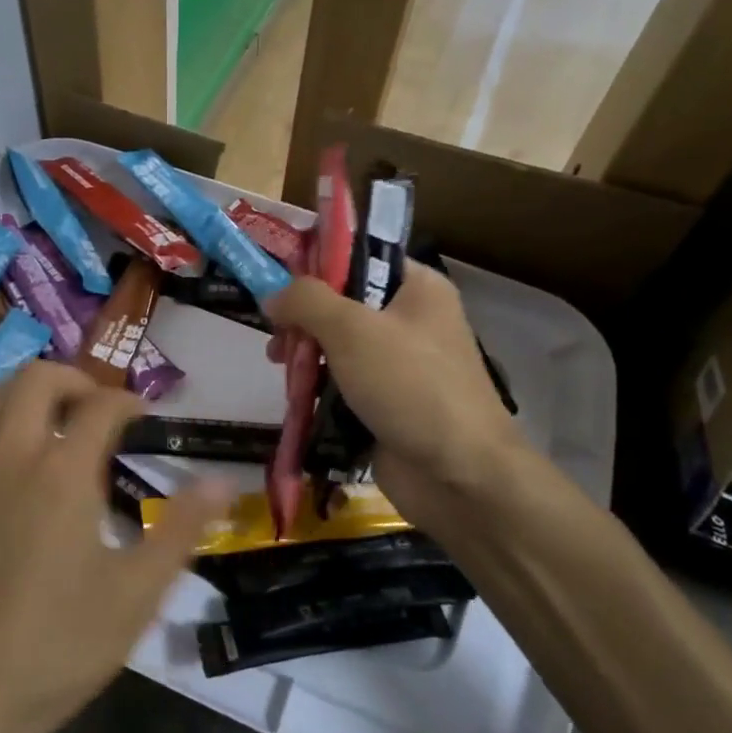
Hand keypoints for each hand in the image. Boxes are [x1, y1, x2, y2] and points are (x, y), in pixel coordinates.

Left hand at [0, 362, 224, 732]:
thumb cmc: (57, 647)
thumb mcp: (136, 593)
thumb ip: (181, 529)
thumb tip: (223, 482)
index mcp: (63, 471)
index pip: (103, 406)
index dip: (130, 403)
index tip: (143, 419)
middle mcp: (10, 452)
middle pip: (39, 378)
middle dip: (76, 381)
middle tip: (97, 411)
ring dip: (24, 394)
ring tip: (48, 423)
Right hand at [263, 266, 527, 531]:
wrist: (458, 476)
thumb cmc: (409, 385)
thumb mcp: (352, 329)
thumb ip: (306, 301)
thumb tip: (273, 294)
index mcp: (418, 287)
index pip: (361, 256)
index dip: (317, 262)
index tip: (277, 276)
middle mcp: (411, 320)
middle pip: (343, 303)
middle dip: (304, 316)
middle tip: (277, 334)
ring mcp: (399, 364)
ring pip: (338, 345)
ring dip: (306, 353)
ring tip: (279, 364)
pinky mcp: (386, 403)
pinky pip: (342, 383)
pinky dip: (317, 385)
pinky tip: (294, 393)